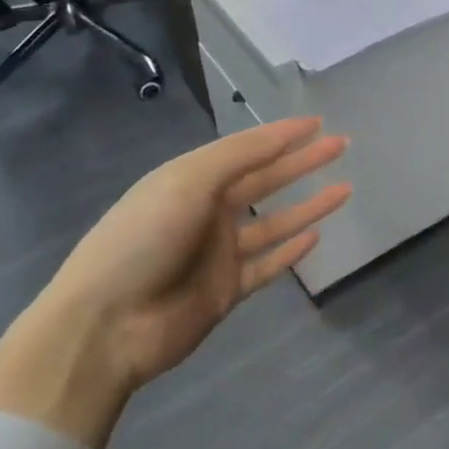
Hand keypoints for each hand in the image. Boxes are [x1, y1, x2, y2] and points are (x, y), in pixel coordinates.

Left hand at [0, 118, 349, 446]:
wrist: (104, 327)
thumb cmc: (143, 238)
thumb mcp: (188, 181)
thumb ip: (240, 156)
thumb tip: (284, 134)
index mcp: (192, 178)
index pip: (248, 148)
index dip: (283, 134)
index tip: (319, 122)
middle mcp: (207, 210)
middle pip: (266, 180)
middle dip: (303, 162)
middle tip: (342, 145)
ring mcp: (217, 252)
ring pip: (273, 222)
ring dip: (307, 205)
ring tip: (345, 188)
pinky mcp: (224, 291)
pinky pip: (266, 265)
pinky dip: (290, 251)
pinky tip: (316, 237)